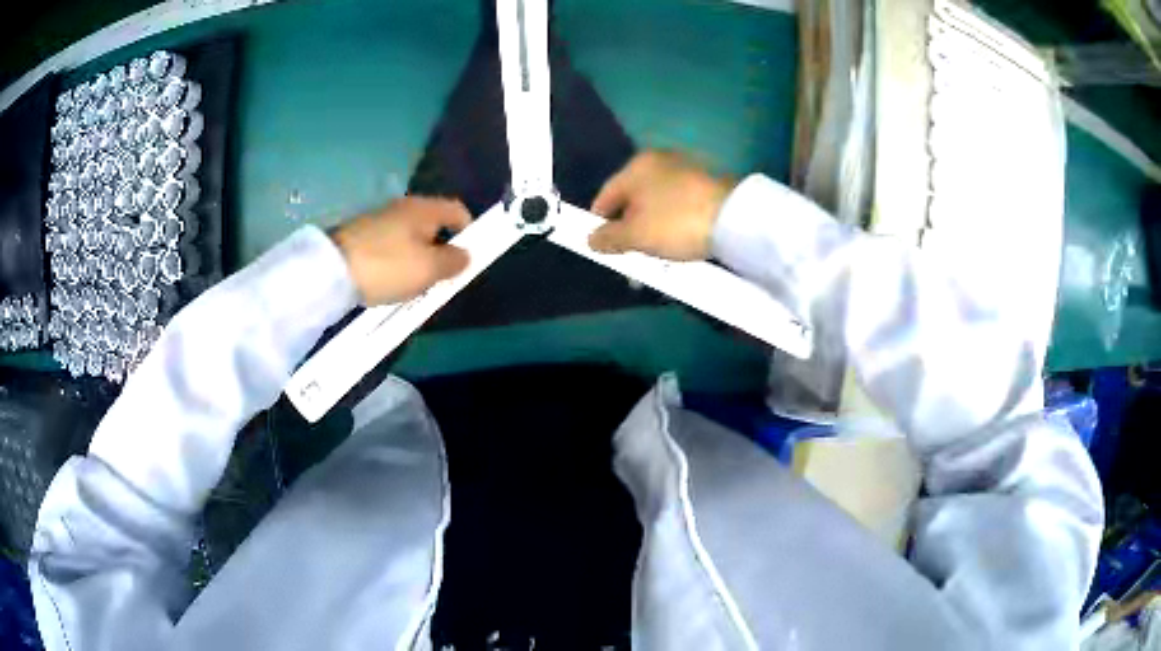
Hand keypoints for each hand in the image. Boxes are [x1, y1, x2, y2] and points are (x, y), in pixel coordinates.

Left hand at [332, 197, 471, 305]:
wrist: (331, 270)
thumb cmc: (388, 266)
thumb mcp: (429, 269)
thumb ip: (454, 261)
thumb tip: (466, 255)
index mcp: (425, 209)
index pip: (459, 211)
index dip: (470, 231)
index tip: (469, 257)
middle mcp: (404, 207)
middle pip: (434, 225)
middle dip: (442, 249)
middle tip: (442, 277)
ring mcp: (380, 219)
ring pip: (411, 236)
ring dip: (419, 257)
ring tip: (416, 284)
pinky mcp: (363, 234)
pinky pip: (392, 245)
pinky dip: (398, 260)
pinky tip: (391, 280)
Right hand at [589, 151, 732, 260]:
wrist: (735, 220)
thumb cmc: (675, 222)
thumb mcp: (635, 235)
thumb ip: (608, 238)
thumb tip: (591, 239)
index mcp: (637, 166)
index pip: (605, 196)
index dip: (598, 224)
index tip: (601, 249)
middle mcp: (660, 162)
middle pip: (632, 201)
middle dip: (627, 233)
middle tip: (630, 260)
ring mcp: (686, 172)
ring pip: (656, 207)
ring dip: (650, 233)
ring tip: (654, 259)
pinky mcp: (707, 186)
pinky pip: (678, 208)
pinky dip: (671, 227)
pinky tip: (675, 246)